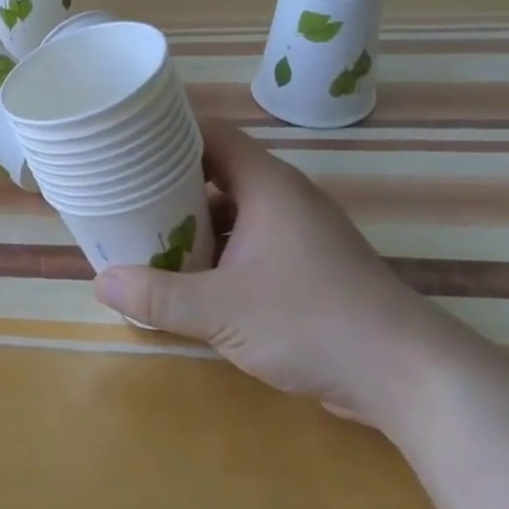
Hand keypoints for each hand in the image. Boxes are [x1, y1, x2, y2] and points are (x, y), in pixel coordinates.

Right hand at [93, 119, 444, 429]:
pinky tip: (188, 280)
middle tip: (122, 198)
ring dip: (192, 225)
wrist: (406, 375)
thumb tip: (101, 282)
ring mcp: (298, 235)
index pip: (212, 135)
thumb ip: (157, 297)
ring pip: (232, 214)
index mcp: (268, 187)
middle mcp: (284, 200)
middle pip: (216, 174)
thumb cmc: (311, 322)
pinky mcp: (306, 268)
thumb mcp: (221, 310)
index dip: (169, 133)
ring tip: (145, 238)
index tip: (126, 144)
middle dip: (169, 186)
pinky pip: (248, 244)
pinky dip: (216, 254)